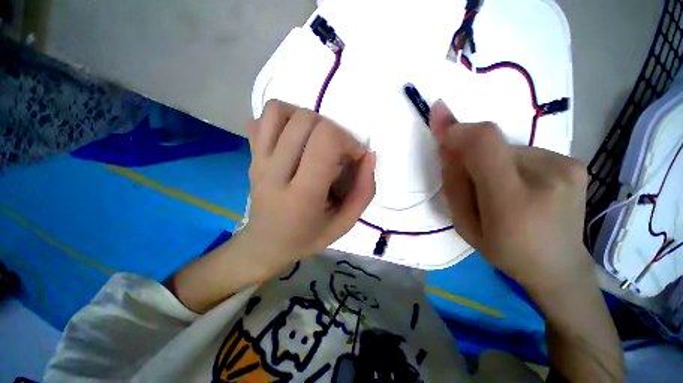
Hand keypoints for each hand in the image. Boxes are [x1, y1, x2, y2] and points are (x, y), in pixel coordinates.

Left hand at [242, 100, 375, 264]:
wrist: (266, 244)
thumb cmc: (308, 237)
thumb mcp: (345, 223)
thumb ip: (364, 191)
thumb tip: (369, 156)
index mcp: (302, 195)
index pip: (325, 140)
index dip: (347, 140)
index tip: (353, 156)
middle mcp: (276, 173)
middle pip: (305, 120)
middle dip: (332, 129)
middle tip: (336, 151)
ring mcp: (258, 162)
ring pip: (280, 111)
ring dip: (305, 118)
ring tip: (315, 140)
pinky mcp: (250, 157)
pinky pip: (261, 119)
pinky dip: (281, 119)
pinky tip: (293, 139)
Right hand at [429, 101, 591, 293]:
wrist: (559, 267)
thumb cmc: (505, 251)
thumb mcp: (465, 225)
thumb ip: (454, 185)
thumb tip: (448, 149)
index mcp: (513, 201)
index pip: (484, 145)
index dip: (458, 128)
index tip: (438, 116)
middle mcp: (547, 176)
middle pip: (492, 144)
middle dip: (468, 152)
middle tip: (466, 176)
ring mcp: (566, 166)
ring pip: (506, 148)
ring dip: (489, 161)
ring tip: (497, 189)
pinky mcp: (573, 162)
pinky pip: (523, 152)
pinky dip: (508, 162)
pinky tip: (518, 186)